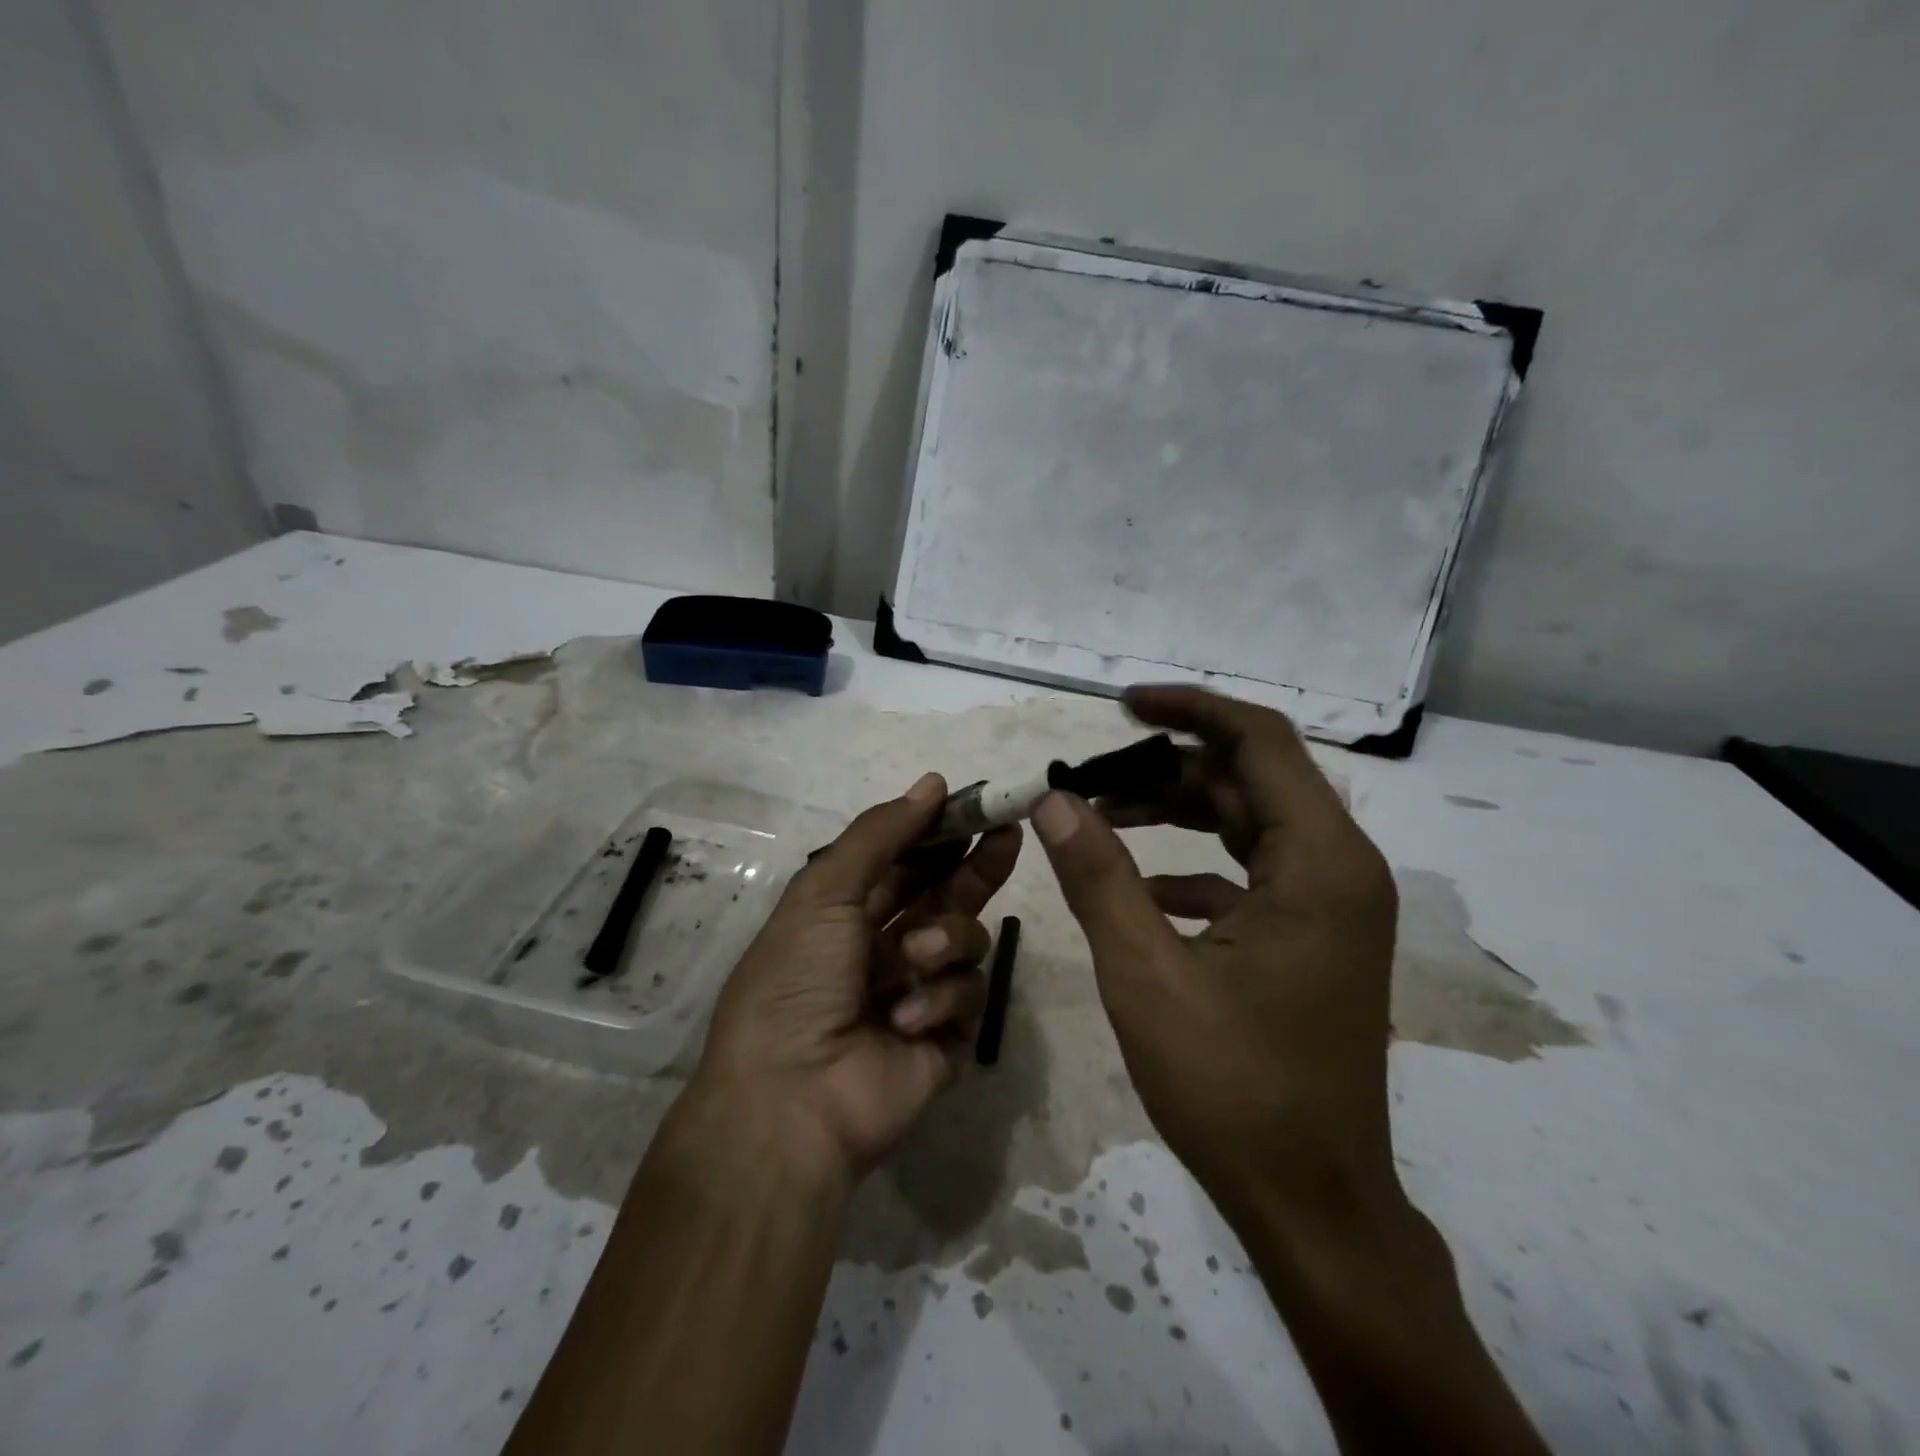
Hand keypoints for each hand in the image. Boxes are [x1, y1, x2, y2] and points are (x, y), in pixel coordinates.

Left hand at [691, 773, 1021, 1179]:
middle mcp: (886, 947)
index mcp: (849, 913)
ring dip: (946, 939)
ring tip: (915, 958)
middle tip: (1007, 833)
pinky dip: (941, 998)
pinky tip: (905, 1019)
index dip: (938, 832)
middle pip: (948, 893)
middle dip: (976, 864)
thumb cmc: (797, 981)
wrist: (791, 1099)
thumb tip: (932, 782)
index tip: (975, 805)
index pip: (906, 861)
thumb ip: (880, 834)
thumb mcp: (825, 892)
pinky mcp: (947, 1035)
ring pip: (965, 939)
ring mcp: (920, 991)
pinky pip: (968, 994)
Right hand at [1032, 685, 1400, 1224]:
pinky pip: (1249, 871)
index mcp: (1318, 864)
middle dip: (1165, 767)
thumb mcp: (1146, 975)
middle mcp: (1338, 869)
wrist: (1312, 1203)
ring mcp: (1330, 905)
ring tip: (1099, 816)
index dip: (1189, 708)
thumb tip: (1053, 800)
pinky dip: (1192, 864)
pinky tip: (1136, 887)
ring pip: (1247, 822)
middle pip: (1249, 779)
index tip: (1122, 704)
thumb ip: (1099, 877)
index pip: (1260, 741)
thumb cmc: (1233, 1088)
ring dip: (1174, 811)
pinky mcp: (1312, 936)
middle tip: (1089, 776)